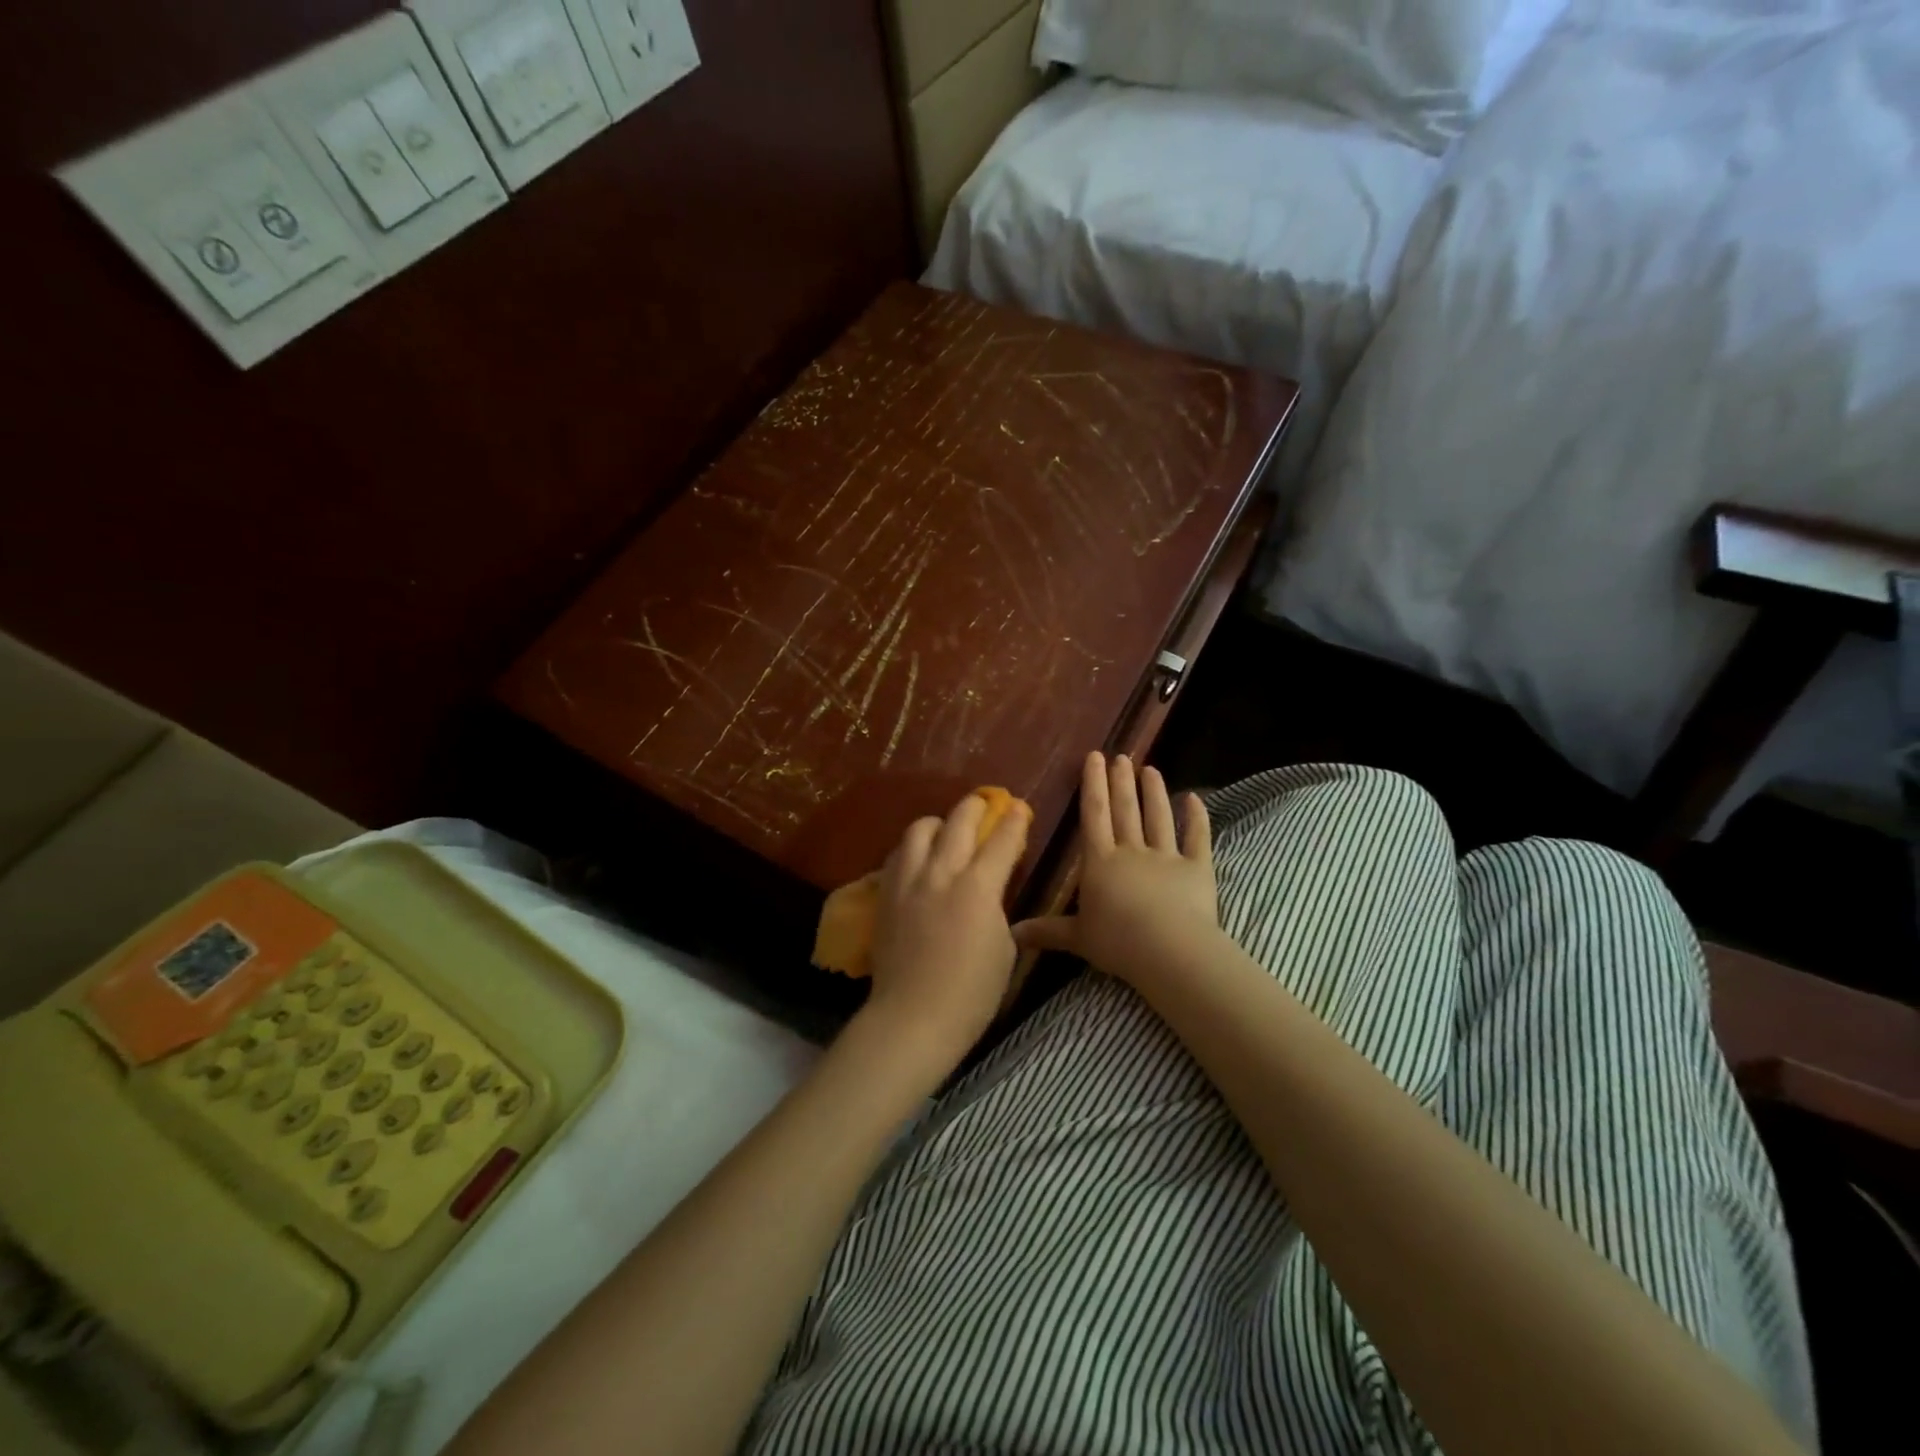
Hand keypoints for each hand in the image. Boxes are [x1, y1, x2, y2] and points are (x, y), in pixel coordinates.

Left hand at [862, 791, 1031, 1067]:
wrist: (913, 1017)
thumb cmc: (972, 994)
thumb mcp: (1003, 948)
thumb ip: (996, 907)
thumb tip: (990, 890)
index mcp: (978, 888)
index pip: (1001, 840)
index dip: (1014, 821)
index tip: (1020, 808)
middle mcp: (941, 873)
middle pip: (958, 821)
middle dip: (976, 806)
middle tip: (986, 804)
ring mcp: (908, 881)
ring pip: (920, 829)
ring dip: (939, 823)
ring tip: (946, 831)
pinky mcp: (885, 894)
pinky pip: (898, 855)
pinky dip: (913, 848)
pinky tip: (919, 860)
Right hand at [1014, 752, 1218, 989]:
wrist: (1171, 952)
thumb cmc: (1118, 943)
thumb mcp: (1077, 938)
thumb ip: (1046, 930)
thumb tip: (1010, 933)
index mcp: (1100, 863)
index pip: (1094, 815)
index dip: (1093, 785)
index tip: (1095, 757)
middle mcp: (1132, 852)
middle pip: (1125, 810)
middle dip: (1121, 781)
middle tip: (1121, 755)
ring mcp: (1167, 857)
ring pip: (1159, 817)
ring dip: (1154, 792)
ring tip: (1151, 769)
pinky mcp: (1198, 869)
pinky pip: (1198, 839)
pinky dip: (1198, 818)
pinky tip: (1195, 798)